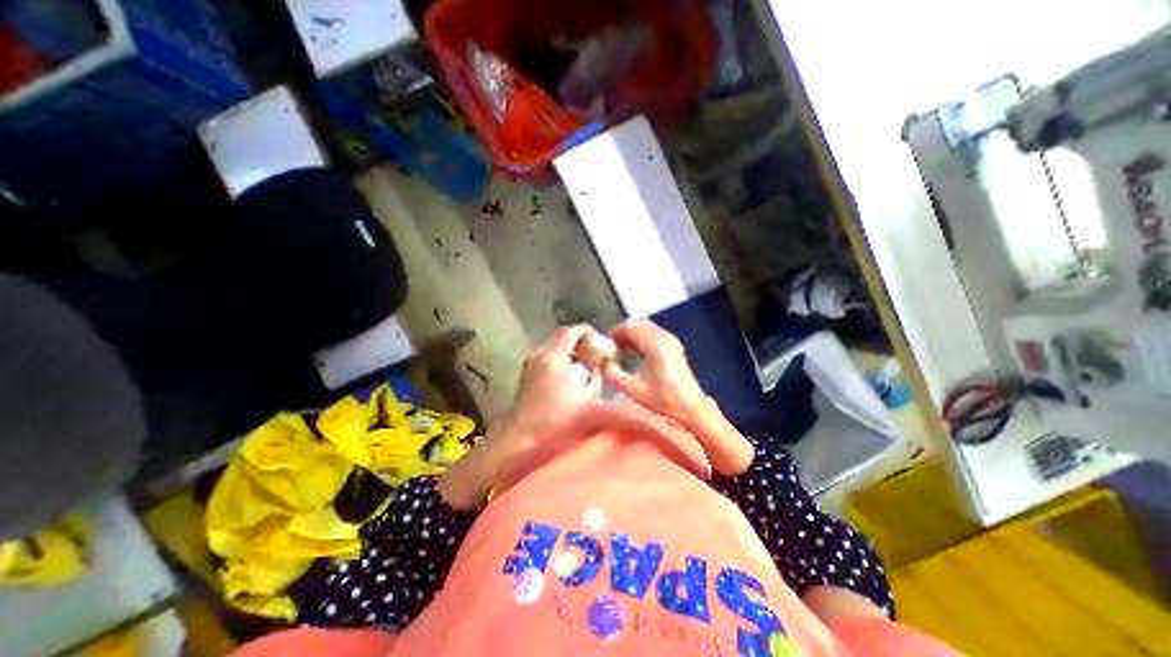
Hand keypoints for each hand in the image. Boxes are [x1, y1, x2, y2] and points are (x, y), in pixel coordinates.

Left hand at [438, 324, 603, 508]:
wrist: (520, 437)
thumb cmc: (557, 419)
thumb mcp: (587, 397)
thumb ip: (595, 372)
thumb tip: (600, 356)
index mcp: (555, 356)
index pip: (572, 330)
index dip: (588, 332)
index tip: (599, 342)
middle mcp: (540, 353)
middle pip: (561, 335)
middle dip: (579, 340)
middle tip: (593, 354)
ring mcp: (530, 362)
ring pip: (553, 345)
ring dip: (569, 349)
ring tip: (582, 366)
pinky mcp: (526, 372)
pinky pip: (546, 355)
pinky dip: (559, 357)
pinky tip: (567, 376)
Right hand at [599, 320, 754, 474]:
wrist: (690, 408)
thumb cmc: (662, 399)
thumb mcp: (632, 389)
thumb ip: (612, 373)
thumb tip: (602, 363)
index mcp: (655, 344)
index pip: (630, 327)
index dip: (615, 332)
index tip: (604, 343)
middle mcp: (664, 337)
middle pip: (638, 323)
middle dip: (622, 331)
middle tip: (611, 345)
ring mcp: (671, 340)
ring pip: (646, 327)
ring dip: (632, 334)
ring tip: (620, 350)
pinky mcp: (674, 346)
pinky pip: (653, 333)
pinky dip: (641, 337)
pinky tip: (633, 352)